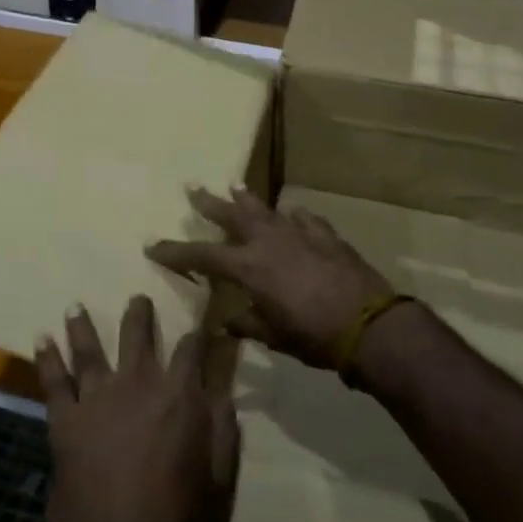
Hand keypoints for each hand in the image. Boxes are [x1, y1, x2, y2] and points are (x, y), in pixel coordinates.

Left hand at [35, 297, 237, 521]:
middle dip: (139, 313)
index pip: (191, 348)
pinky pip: (53, 381)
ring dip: (82, 324)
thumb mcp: (216, 481)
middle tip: (138, 298)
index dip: (197, 334)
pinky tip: (40, 338)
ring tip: (75, 306)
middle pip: (137, 334)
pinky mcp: (65, 419)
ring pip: (89, 348)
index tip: (200, 324)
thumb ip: (223, 432)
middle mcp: (138, 383)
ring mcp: (97, 397)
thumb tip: (224, 393)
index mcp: (179, 395)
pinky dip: (45, 357)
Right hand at [146, 187, 393, 369]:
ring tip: (235, 185)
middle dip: (209, 203)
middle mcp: (268, 241)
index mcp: (249, 267)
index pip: (202, 255)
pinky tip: (292, 214)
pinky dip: (294, 217)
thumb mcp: (274, 336)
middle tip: (192, 187)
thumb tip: (226, 322)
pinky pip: (304, 220)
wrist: (369, 325)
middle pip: (232, 215)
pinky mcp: (326, 235)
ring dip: (248, 199)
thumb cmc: (314, 336)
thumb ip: (248, 325)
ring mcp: (299, 233)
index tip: (153, 245)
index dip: (176, 251)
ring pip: (266, 209)